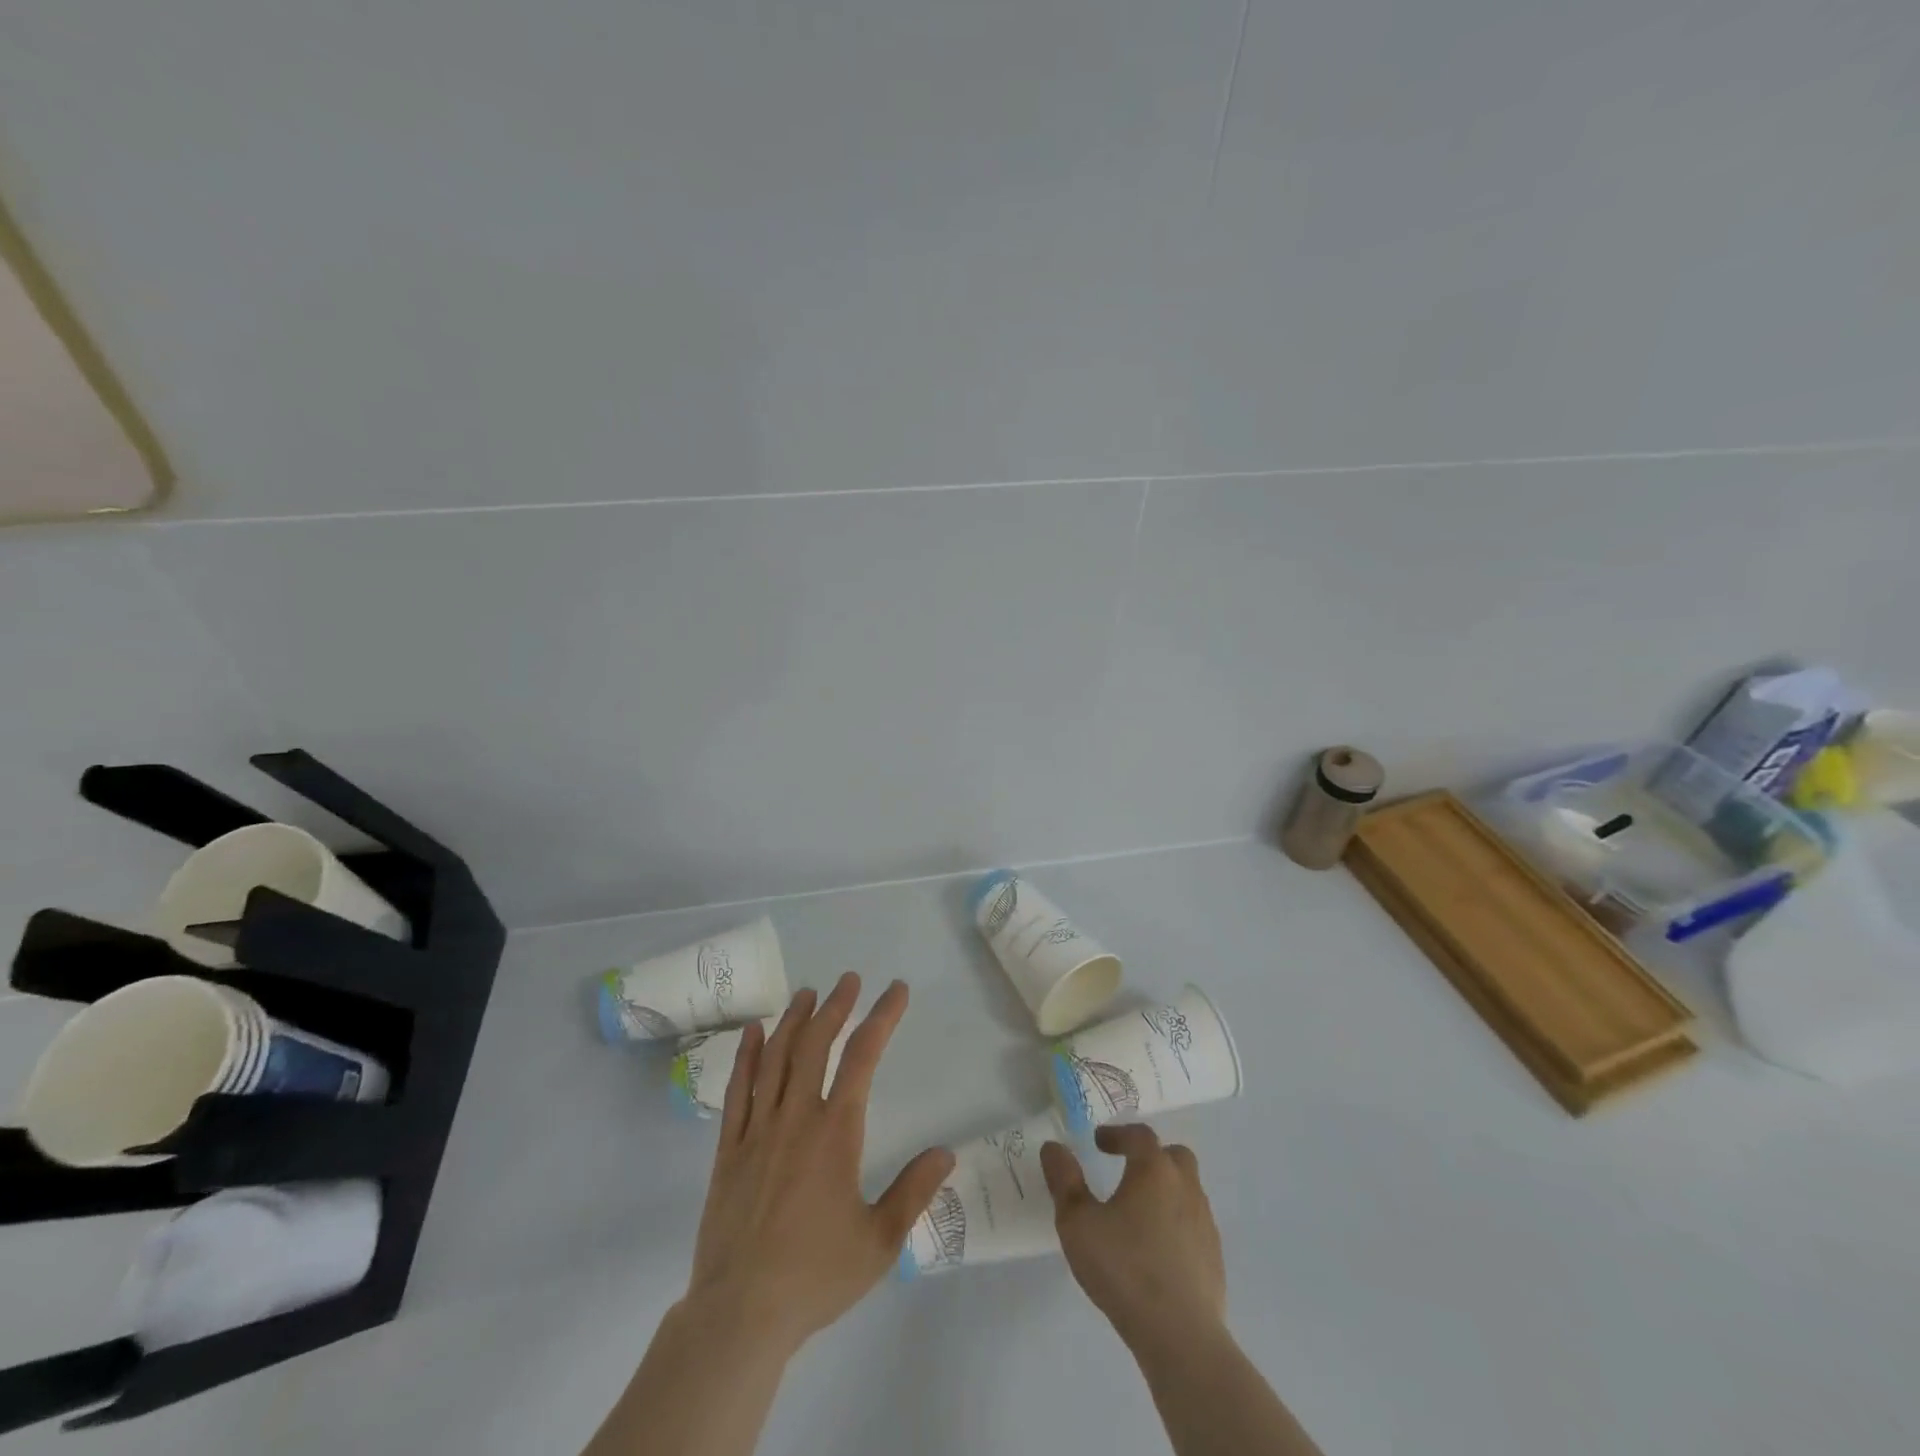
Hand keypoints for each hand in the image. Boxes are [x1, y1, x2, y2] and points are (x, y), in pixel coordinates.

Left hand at [684, 973, 955, 1354]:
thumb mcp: (879, 1242)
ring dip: (794, 1020)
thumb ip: (914, 1192)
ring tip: (807, 993)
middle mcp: (796, 1118)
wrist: (739, 1314)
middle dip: (835, 1007)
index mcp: (835, 1133)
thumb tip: (946, 1152)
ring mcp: (757, 1130)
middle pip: (815, 1045)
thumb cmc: (815, 1276)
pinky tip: (752, 1032)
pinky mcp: (728, 1149)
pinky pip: (737, 1090)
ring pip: (775, 1058)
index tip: (896, 991)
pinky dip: (745, 1055)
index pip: (862, 1058)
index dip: (881, 1018)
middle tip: (848, 980)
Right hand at [1042, 1124, 1226, 1348]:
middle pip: (1174, 1156)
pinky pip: (1194, 1224)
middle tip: (1127, 1169)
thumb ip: (1064, 1181)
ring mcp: (1205, 1223)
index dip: (1118, 1134)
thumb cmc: (1124, 1269)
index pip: (1139, 1136)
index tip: (1098, 1143)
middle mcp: (1185, 1187)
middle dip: (1150, 1156)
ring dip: (1165, 1190)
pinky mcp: (1214, 1258)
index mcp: (1154, 1170)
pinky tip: (1157, 1249)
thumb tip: (1053, 1147)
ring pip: (1187, 1190)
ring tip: (1138, 1212)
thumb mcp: (1078, 1223)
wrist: (1181, 1336)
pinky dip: (1176, 1223)